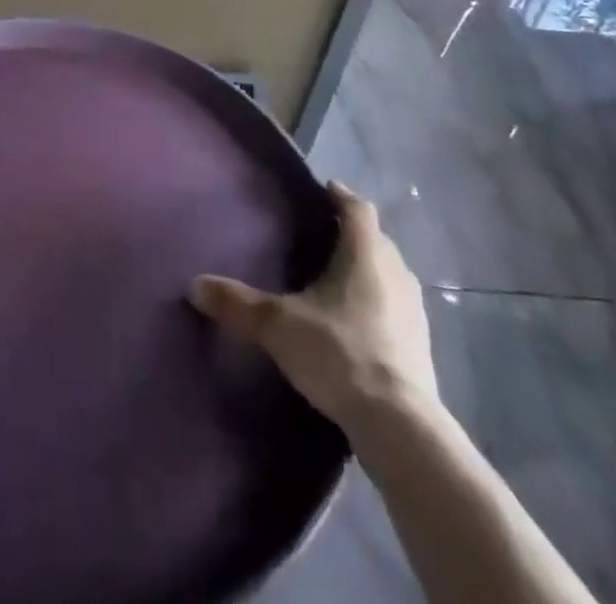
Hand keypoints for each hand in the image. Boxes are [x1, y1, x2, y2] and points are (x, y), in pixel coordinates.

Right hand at [190, 181, 436, 427]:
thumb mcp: (278, 326)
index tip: (326, 189)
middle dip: (353, 233)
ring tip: (338, 277)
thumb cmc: (339, 353)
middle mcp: (396, 272)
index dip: (342, 195)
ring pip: (389, 273)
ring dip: (369, 269)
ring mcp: (414, 310)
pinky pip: (396, 307)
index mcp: (366, 254)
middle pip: (376, 239)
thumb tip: (194, 285)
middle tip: (324, 234)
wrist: (399, 426)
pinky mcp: (421, 345)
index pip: (358, 208)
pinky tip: (358, 322)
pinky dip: (378, 303)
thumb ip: (238, 304)